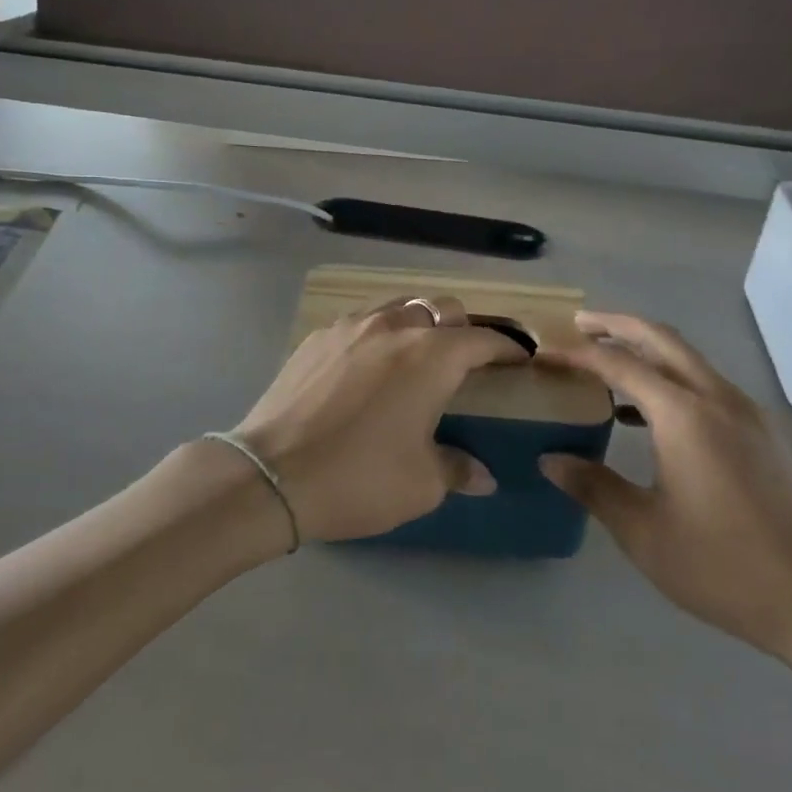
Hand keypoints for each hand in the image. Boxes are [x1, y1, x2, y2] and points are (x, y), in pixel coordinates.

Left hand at [229, 297, 527, 544]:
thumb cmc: (359, 478)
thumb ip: (458, 469)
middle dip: (463, 327)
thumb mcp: (421, 484)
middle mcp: (395, 327)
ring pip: (399, 307)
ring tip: (416, 357)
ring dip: (418, 324)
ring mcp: (351, 326)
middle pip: (442, 308)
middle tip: (465, 361)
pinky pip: (361, 322)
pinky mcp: (317, 337)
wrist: (271, 474)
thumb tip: (483, 475)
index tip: (520, 358)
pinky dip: (379, 334)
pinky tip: (368, 366)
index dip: (508, 347)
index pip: (483, 339)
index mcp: (431, 356)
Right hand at [538, 312, 791, 665]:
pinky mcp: (765, 435)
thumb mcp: (643, 531)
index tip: (545, 354)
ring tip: (608, 366)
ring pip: (689, 360)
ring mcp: (748, 414)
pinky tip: (651, 417)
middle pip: (662, 339)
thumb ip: (593, 486)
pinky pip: (708, 386)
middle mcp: (718, 398)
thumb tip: (550, 458)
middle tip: (578, 325)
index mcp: (684, 415)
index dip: (578, 354)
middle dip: (616, 326)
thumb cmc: (723, 566)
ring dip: (647, 351)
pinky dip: (672, 380)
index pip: (620, 364)